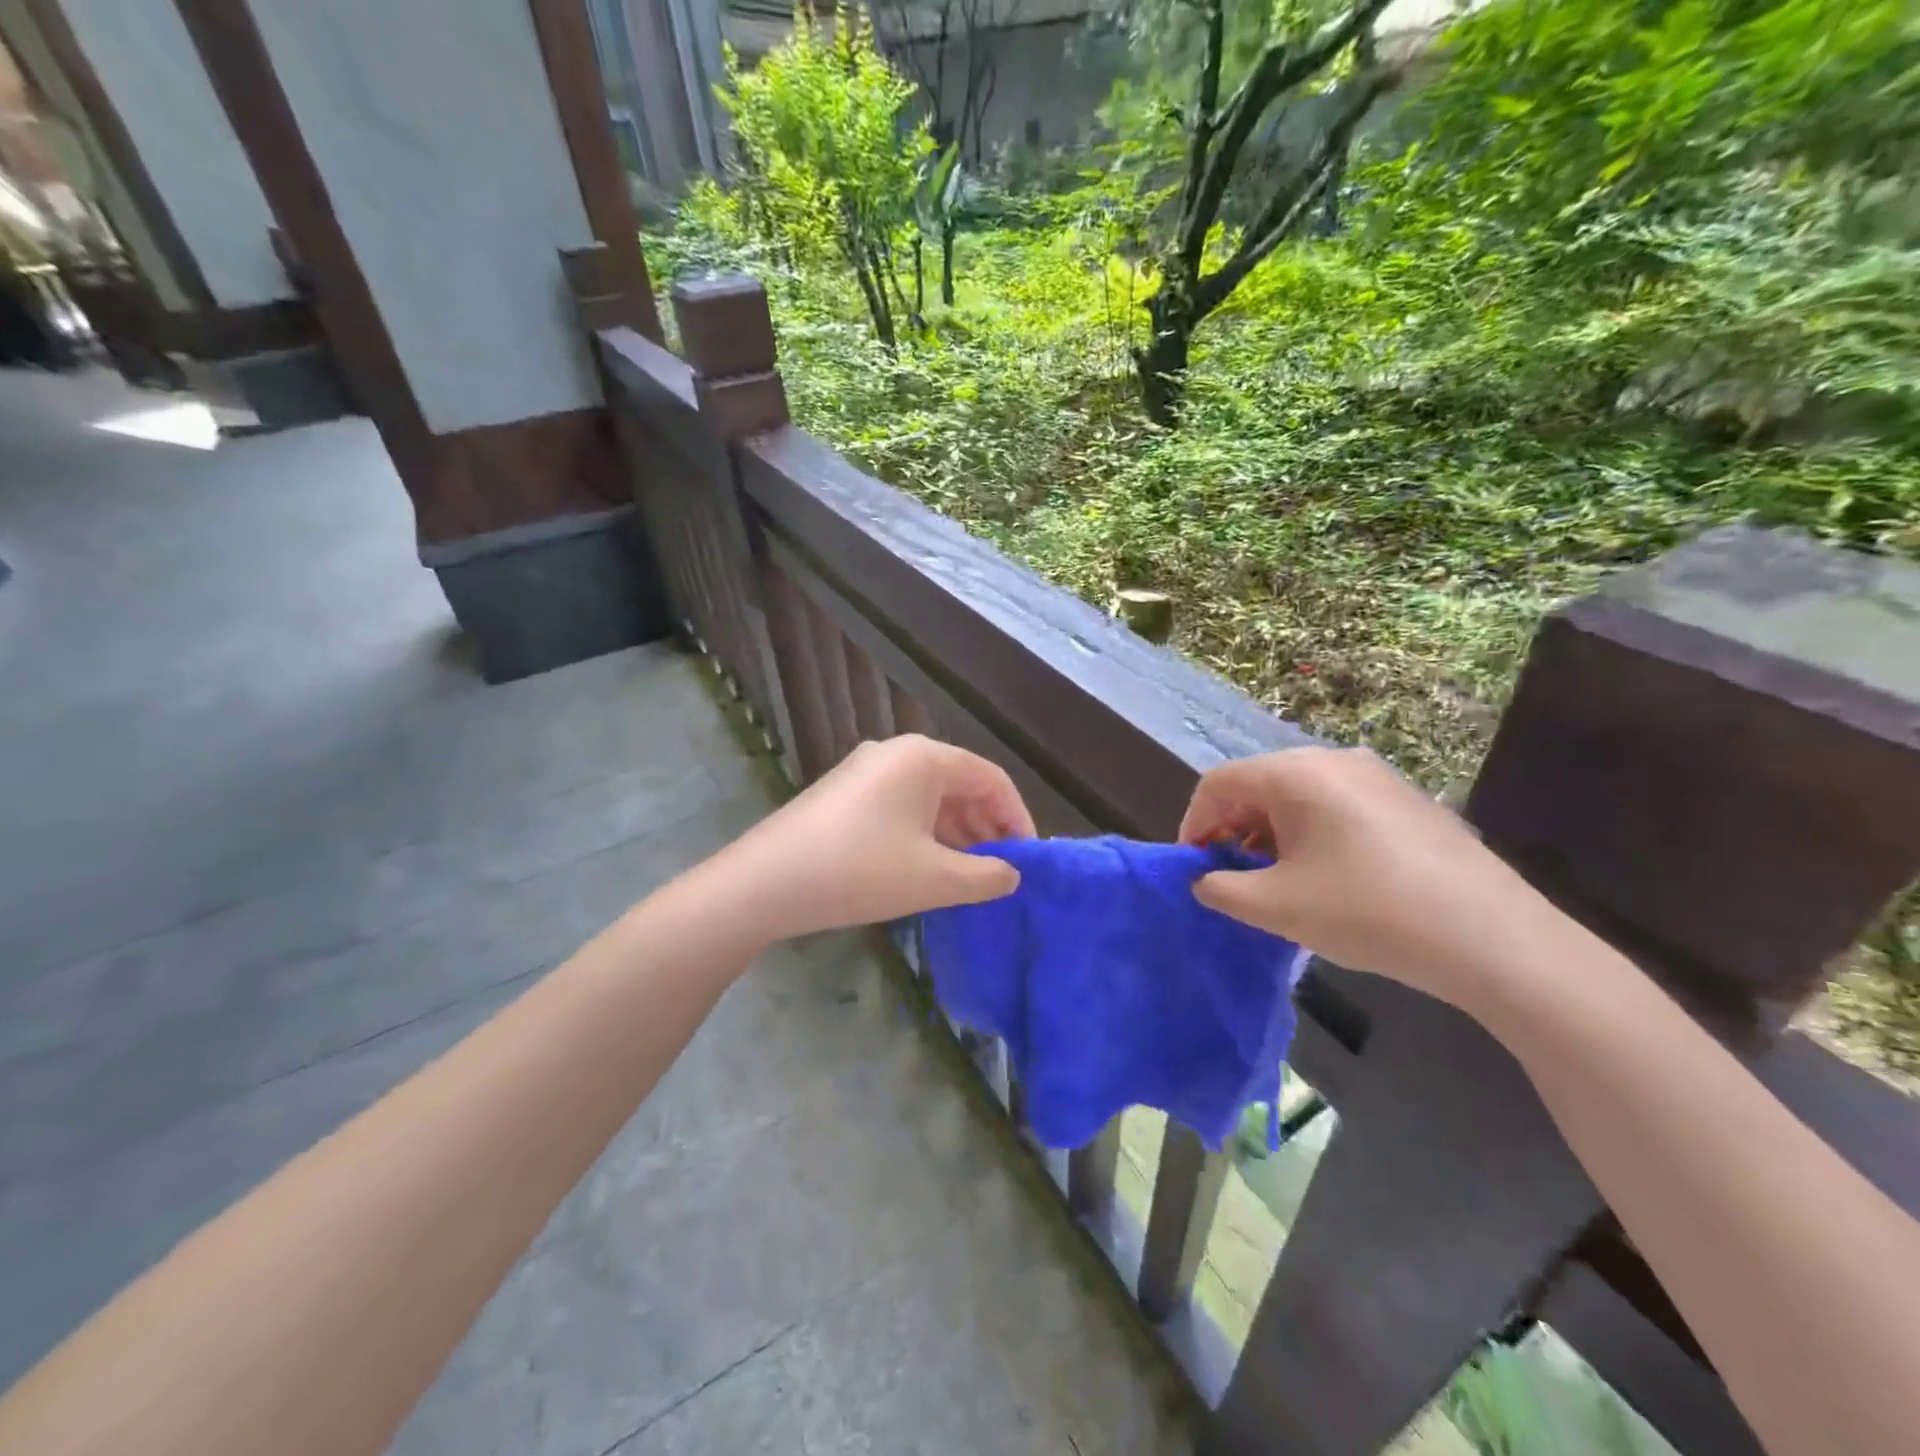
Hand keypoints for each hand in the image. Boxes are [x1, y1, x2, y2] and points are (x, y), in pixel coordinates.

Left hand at [713, 735, 1034, 941]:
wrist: (765, 883)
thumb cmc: (860, 871)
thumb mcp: (934, 878)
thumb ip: (985, 876)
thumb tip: (1011, 874)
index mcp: (924, 757)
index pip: (991, 778)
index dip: (1018, 817)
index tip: (1029, 859)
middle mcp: (896, 753)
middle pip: (960, 784)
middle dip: (986, 827)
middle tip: (1002, 872)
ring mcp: (865, 771)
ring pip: (929, 798)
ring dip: (956, 834)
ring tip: (970, 876)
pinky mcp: (844, 794)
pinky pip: (900, 807)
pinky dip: (924, 834)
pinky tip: (928, 868)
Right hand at [1179, 747, 1565, 1011]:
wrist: (1491, 937)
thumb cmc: (1365, 912)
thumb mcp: (1274, 907)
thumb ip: (1221, 888)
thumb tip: (1205, 879)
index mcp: (1293, 773)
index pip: (1218, 783)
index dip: (1195, 823)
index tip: (1195, 867)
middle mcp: (1332, 759)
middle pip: (1259, 784)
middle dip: (1234, 828)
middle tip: (1234, 876)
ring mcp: (1375, 775)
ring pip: (1298, 794)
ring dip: (1272, 832)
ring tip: (1278, 880)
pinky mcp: (1406, 798)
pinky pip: (1337, 804)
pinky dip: (1312, 832)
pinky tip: (1328, 876)